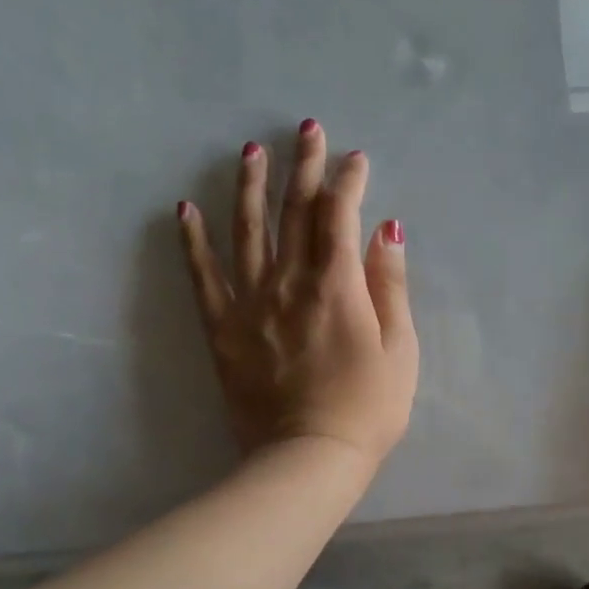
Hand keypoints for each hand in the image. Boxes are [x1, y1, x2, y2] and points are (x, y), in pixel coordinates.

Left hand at [178, 120, 417, 470]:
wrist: (309, 458)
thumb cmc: (369, 409)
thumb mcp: (401, 350)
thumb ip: (391, 286)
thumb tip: (386, 230)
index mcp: (338, 286)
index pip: (340, 216)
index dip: (350, 181)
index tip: (357, 158)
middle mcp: (290, 282)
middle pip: (295, 211)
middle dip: (304, 167)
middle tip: (307, 130)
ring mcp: (251, 303)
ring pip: (247, 231)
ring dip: (250, 186)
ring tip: (250, 151)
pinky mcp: (224, 330)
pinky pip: (203, 277)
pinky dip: (193, 241)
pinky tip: (186, 209)